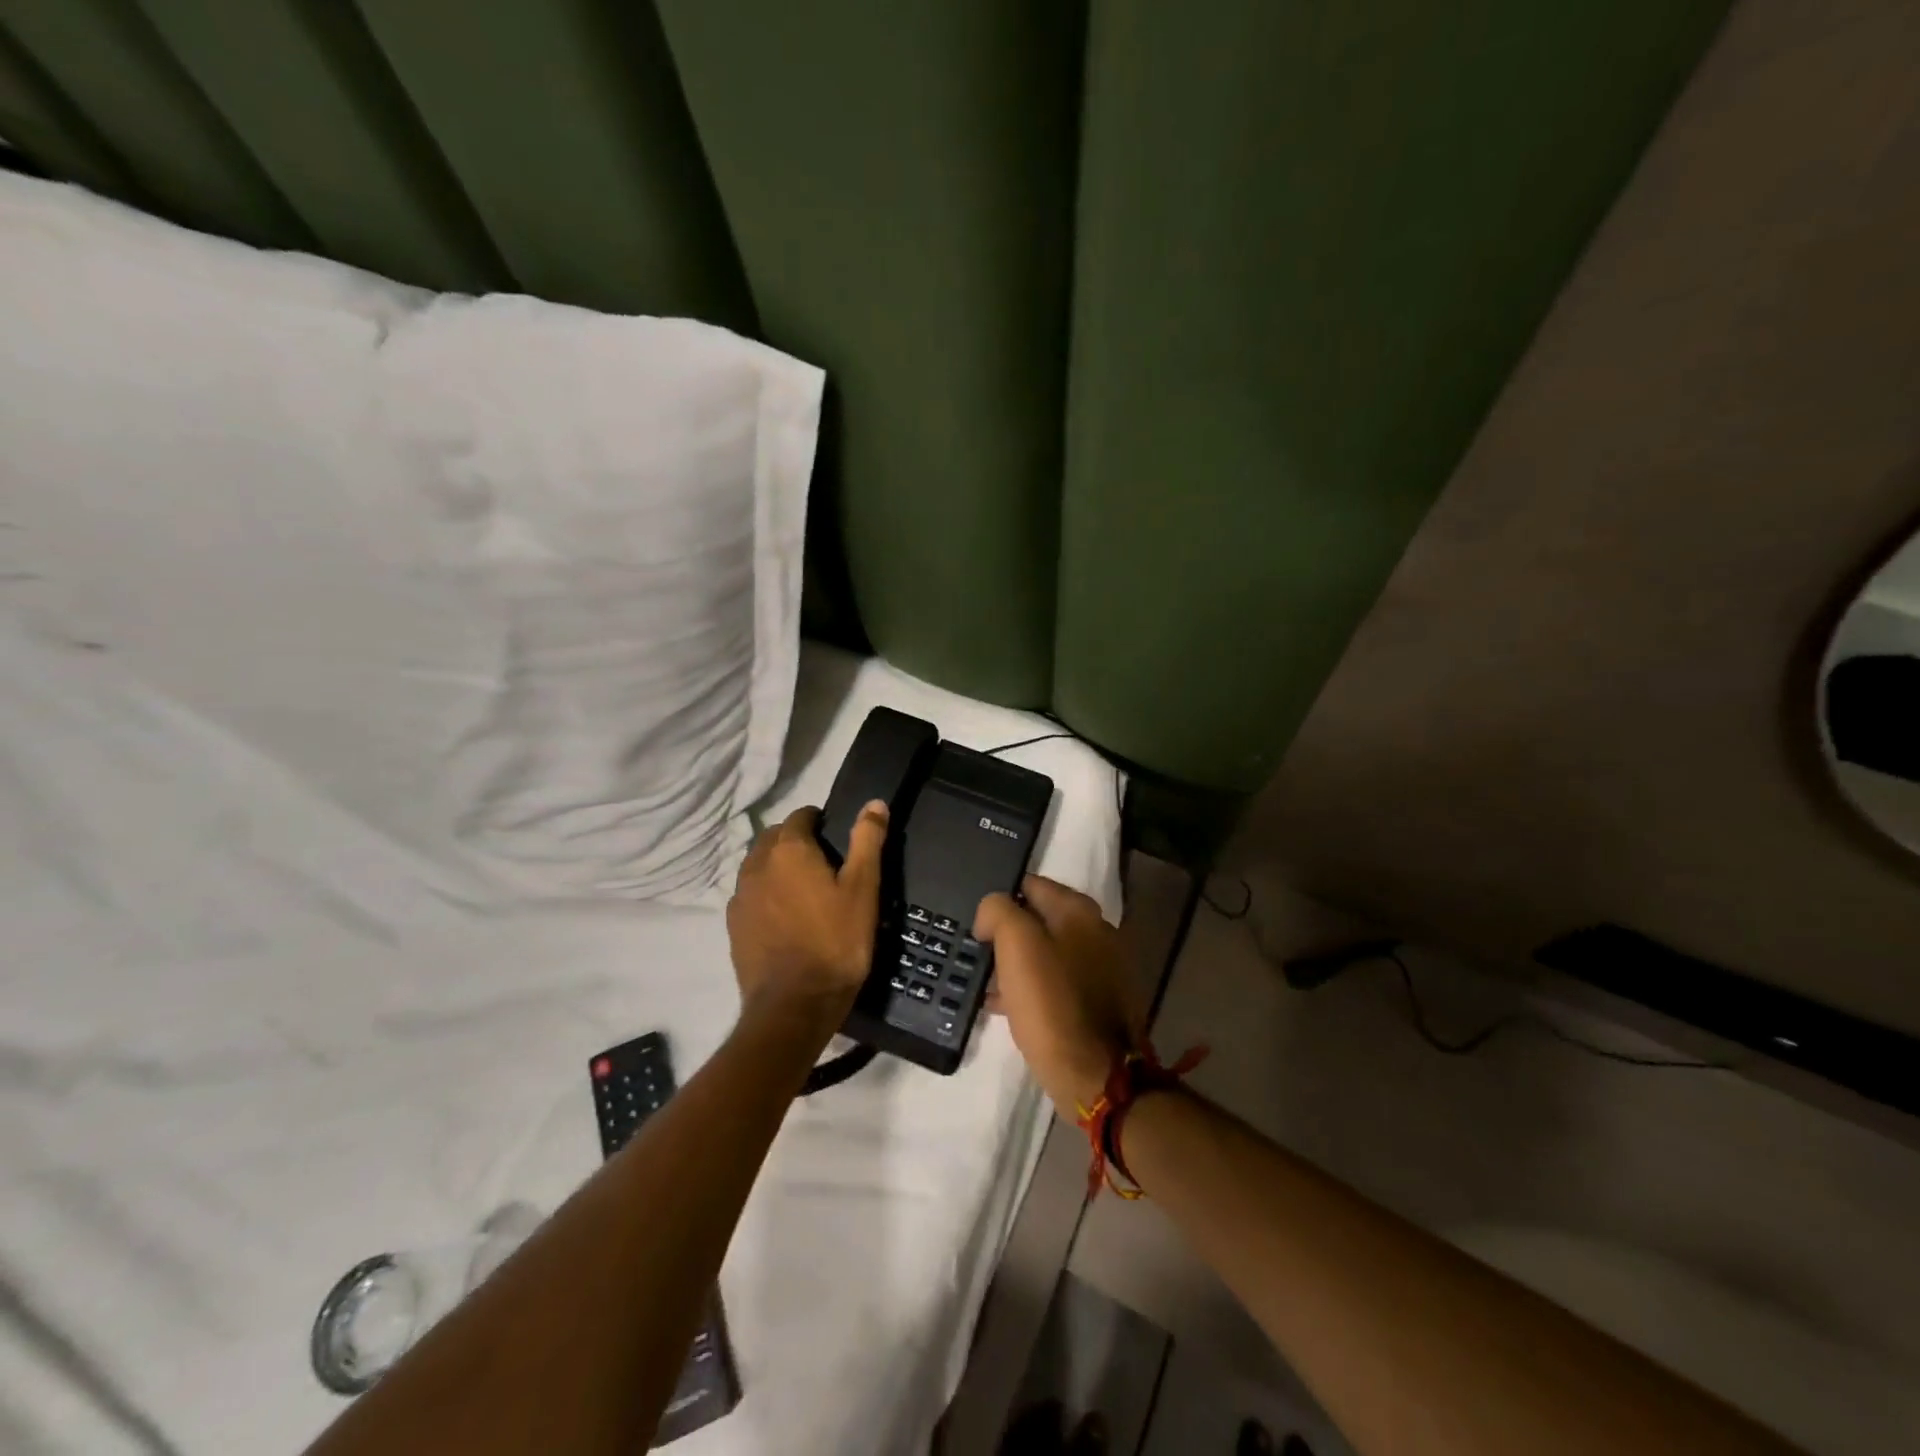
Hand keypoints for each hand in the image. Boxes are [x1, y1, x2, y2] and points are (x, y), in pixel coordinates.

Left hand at [727, 802, 888, 1029]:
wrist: (794, 1005)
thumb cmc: (836, 942)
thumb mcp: (863, 889)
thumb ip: (867, 841)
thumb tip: (874, 802)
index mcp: (789, 850)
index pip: (800, 816)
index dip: (818, 821)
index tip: (834, 836)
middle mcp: (757, 865)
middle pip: (773, 837)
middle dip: (794, 840)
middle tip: (822, 862)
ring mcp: (740, 897)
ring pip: (757, 866)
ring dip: (776, 866)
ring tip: (802, 889)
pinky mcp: (733, 926)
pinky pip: (748, 895)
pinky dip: (764, 894)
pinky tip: (783, 916)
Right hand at [974, 876, 1143, 1116]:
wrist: (1096, 1075)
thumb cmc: (1052, 1004)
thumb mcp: (1016, 945)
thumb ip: (999, 912)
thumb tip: (993, 912)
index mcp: (1080, 911)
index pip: (1030, 885)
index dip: (999, 901)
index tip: (977, 925)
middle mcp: (1097, 932)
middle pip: (1038, 920)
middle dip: (1007, 934)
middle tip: (979, 954)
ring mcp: (1102, 968)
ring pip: (1046, 953)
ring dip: (1016, 964)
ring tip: (985, 983)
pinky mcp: (1099, 1001)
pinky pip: (1056, 983)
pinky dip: (1032, 989)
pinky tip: (1006, 1006)